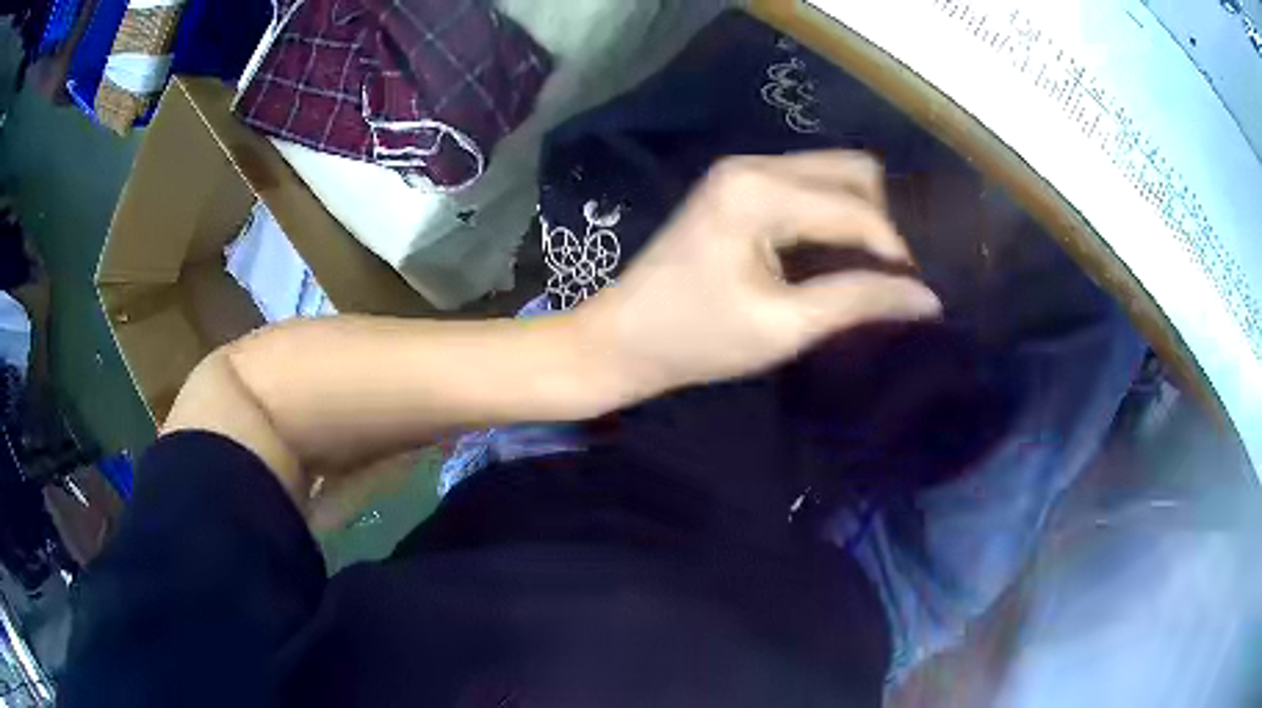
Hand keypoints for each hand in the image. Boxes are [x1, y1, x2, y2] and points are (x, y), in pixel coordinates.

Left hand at [576, 151, 942, 400]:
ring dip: (860, 215)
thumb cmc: (696, 338)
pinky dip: (834, 215)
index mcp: (760, 191)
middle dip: (882, 220)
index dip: (894, 249)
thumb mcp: (785, 326)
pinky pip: (808, 187)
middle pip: (851, 170)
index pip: (855, 208)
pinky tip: (840, 253)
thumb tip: (928, 298)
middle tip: (892, 275)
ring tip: (872, 268)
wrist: (622, 338)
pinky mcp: (739, 187)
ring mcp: (743, 171)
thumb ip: (859, 302)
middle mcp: (753, 165)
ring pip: (832, 174)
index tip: (917, 292)